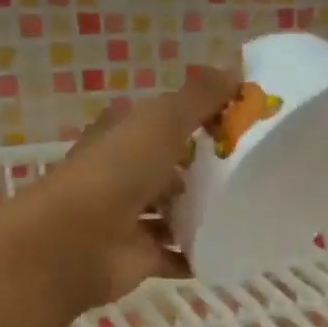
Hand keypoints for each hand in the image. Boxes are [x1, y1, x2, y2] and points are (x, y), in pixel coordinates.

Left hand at [12, 66, 239, 313]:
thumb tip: (235, 69)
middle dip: (203, 169)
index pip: (160, 119)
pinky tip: (231, 248)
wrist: (75, 243)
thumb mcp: (161, 120)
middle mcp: (122, 173)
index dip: (194, 116)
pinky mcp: (139, 257)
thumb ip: (198, 97)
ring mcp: (130, 218)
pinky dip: (198, 254)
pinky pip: (177, 255)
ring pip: (173, 212)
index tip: (237, 120)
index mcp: (121, 135)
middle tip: (252, 168)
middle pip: (169, 167)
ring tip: (247, 209)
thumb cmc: (116, 172)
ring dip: (202, 213)